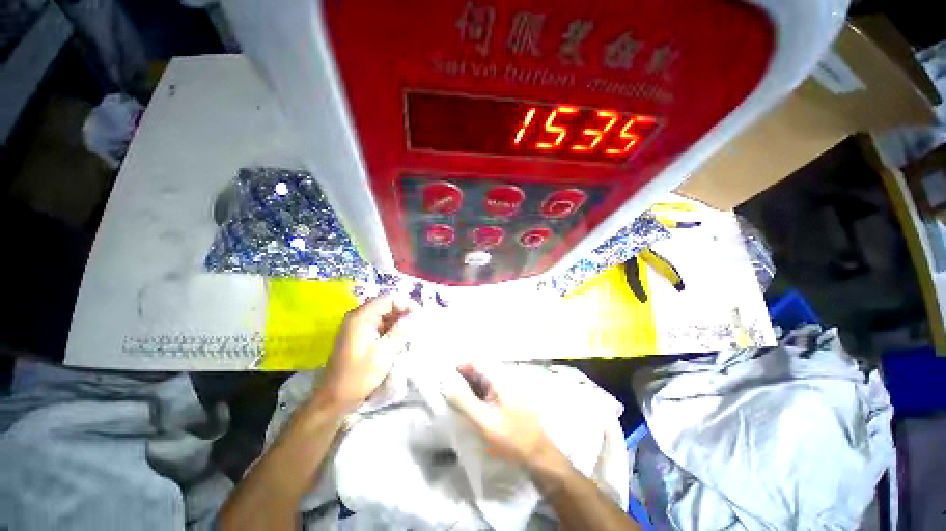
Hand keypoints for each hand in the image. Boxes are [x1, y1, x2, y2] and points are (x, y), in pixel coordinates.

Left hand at [317, 294, 418, 412]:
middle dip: (404, 312)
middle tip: (418, 325)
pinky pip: (379, 324)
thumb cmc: (358, 376)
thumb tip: (415, 315)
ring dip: (399, 321)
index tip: (420, 317)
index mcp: (361, 317)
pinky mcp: (359, 335)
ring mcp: (358, 326)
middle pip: (386, 304)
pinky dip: (391, 328)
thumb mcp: (384, 353)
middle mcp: (358, 316)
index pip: (389, 298)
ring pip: (384, 314)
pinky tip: (400, 339)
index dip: (406, 304)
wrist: (334, 399)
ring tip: (412, 332)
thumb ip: (400, 331)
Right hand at [442, 364, 558, 468]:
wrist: (539, 454)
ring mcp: (506, 386)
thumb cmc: (513, 438)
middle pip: (479, 367)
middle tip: (447, 389)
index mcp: (500, 378)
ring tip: (453, 396)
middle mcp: (504, 377)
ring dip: (468, 383)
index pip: (476, 359)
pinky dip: (475, 391)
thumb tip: (447, 385)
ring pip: (482, 377)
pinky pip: (487, 387)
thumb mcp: (486, 422)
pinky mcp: (506, 396)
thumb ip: (465, 402)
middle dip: (462, 374)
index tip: (446, 377)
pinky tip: (468, 403)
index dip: (460, 364)